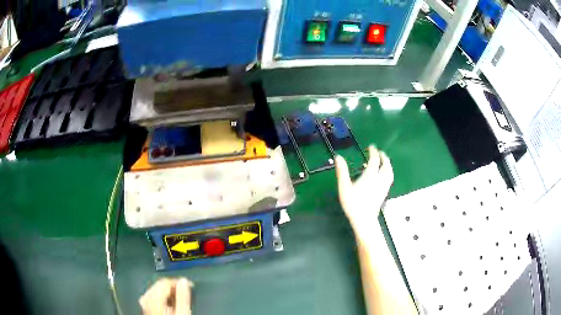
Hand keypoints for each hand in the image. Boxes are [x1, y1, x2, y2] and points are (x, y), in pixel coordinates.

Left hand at [140, 278, 192, 314]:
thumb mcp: (182, 313)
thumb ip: (183, 298)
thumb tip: (184, 282)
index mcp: (154, 299)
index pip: (164, 282)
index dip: (178, 281)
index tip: (190, 285)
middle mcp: (146, 299)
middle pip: (158, 285)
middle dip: (172, 286)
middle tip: (185, 291)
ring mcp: (144, 305)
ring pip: (155, 291)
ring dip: (167, 292)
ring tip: (179, 298)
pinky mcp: (146, 310)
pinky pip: (152, 298)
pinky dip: (161, 297)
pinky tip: (168, 304)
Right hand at [335, 146, 393, 238]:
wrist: (364, 220)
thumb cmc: (353, 203)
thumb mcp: (344, 187)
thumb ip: (342, 171)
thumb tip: (338, 156)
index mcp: (370, 176)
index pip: (374, 160)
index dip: (373, 152)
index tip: (371, 146)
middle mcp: (379, 179)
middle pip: (385, 165)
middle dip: (383, 157)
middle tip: (380, 152)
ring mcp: (383, 187)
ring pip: (389, 172)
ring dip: (388, 164)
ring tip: (384, 162)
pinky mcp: (384, 193)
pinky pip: (389, 179)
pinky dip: (388, 172)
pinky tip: (385, 175)